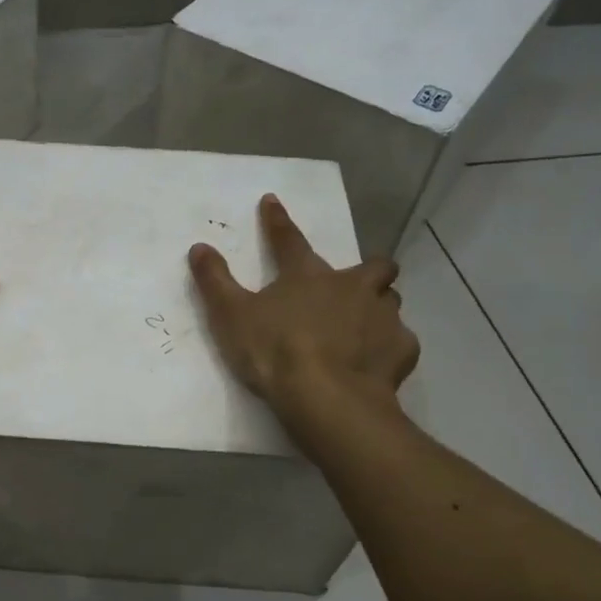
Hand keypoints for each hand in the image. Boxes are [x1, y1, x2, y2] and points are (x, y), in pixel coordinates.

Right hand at [189, 193, 419, 423]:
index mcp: (308, 276)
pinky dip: (389, 348)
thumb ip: (214, 280)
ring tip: (363, 327)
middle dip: (368, 271)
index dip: (277, 221)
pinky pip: (400, 342)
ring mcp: (383, 317)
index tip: (271, 202)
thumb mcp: (231, 316)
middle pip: (374, 266)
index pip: (289, 240)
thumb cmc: (275, 353)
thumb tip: (199, 247)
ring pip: (391, 301)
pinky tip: (375, 362)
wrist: (327, 398)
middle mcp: (353, 287)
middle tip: (352, 287)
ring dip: (379, 308)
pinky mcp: (401, 350)